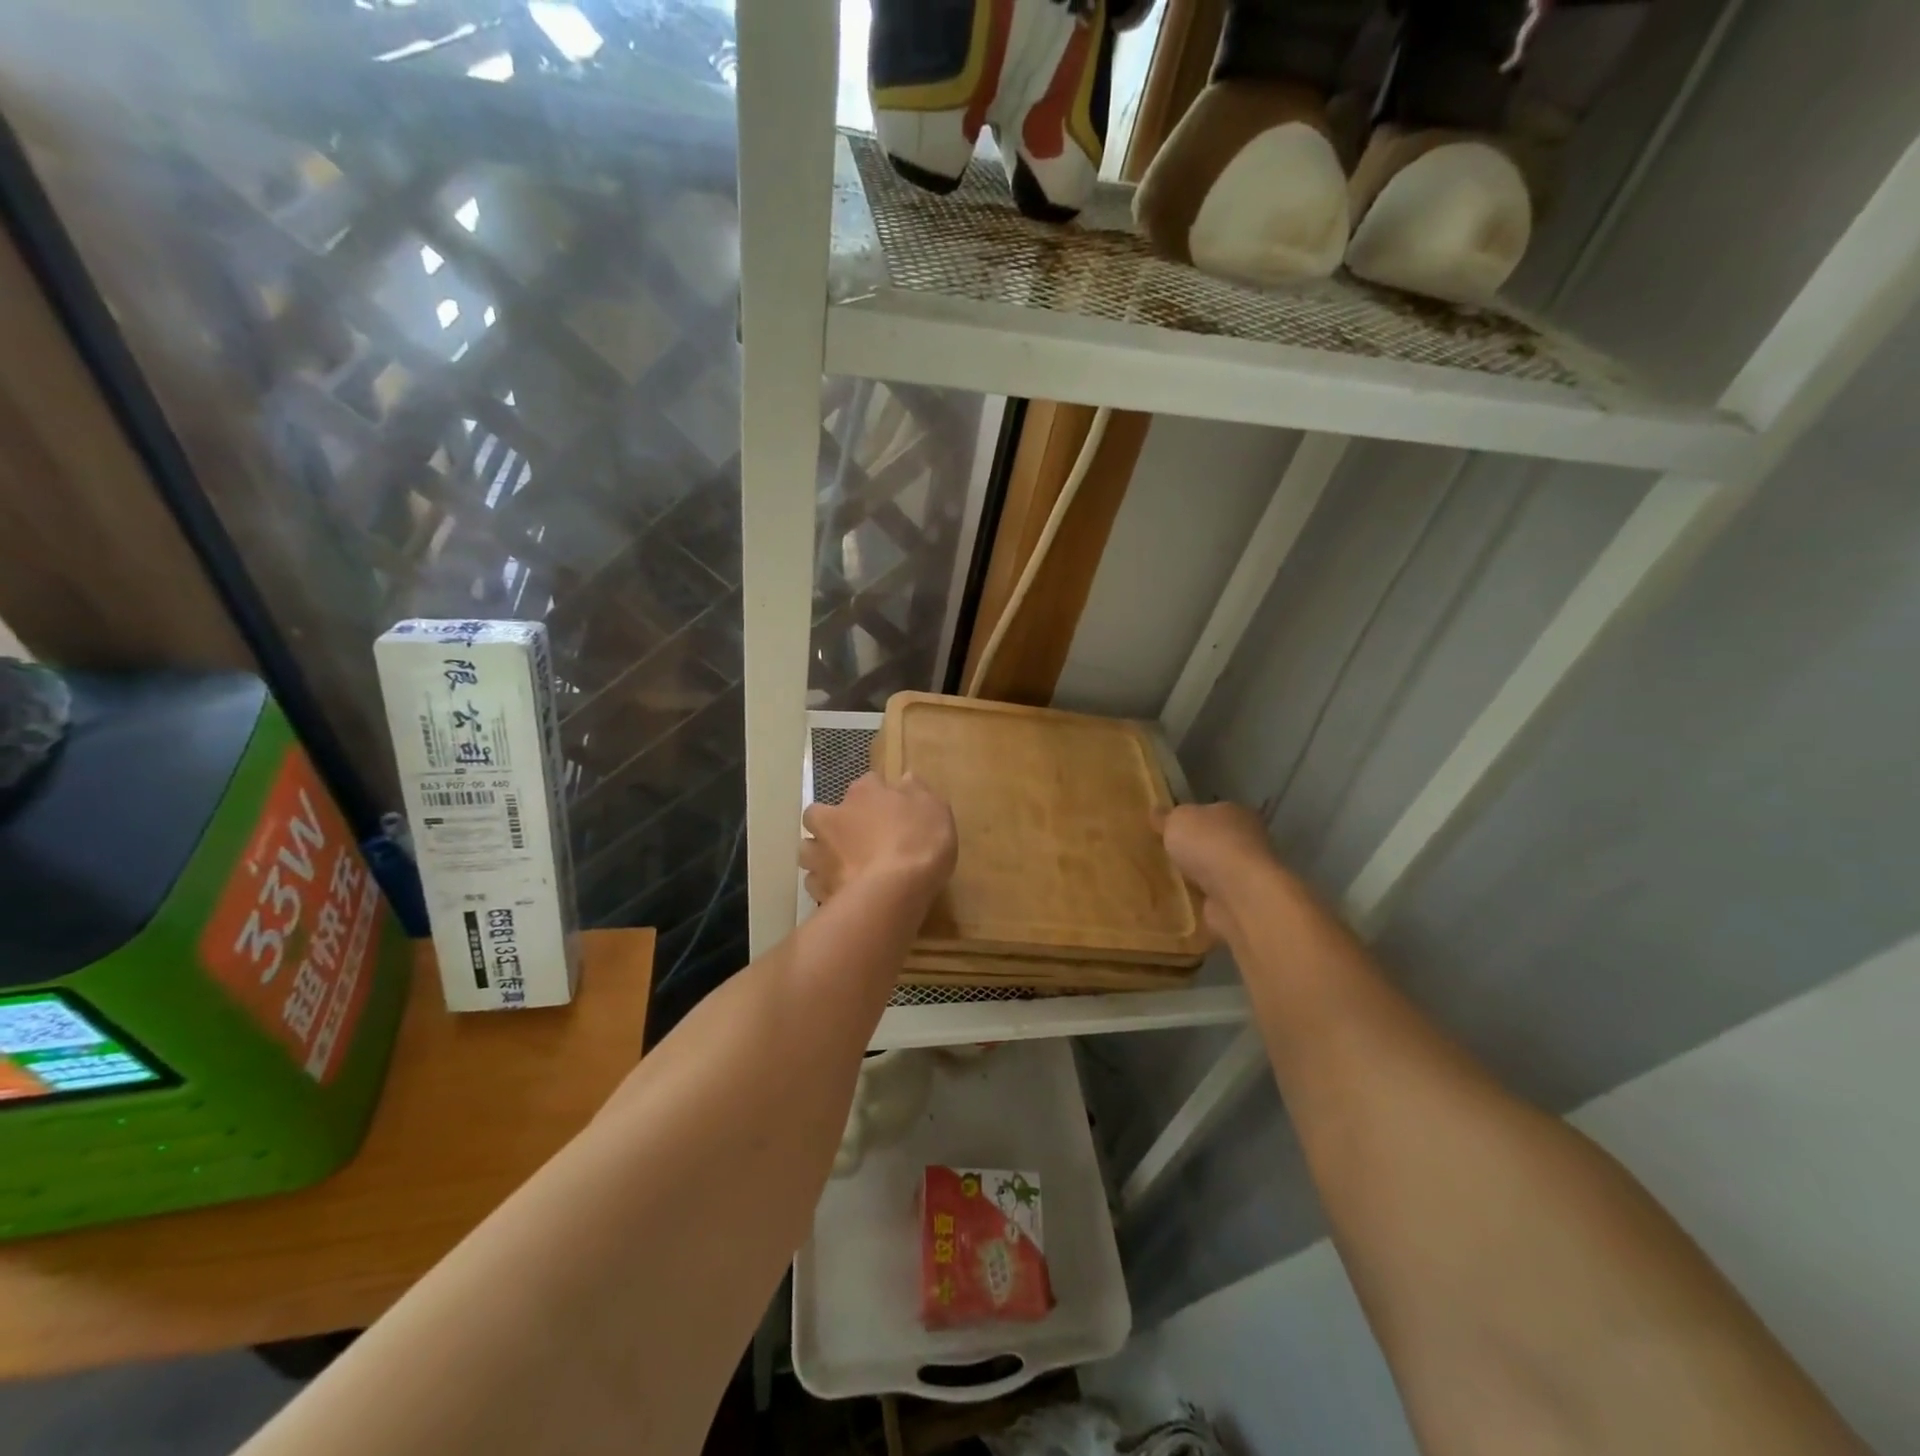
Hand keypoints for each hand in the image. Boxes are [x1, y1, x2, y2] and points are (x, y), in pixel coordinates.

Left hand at [800, 772, 957, 907]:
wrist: (892, 892)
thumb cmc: (918, 843)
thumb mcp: (935, 810)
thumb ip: (918, 793)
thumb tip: (906, 779)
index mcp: (864, 793)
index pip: (868, 782)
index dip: (879, 794)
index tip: (892, 807)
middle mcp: (835, 817)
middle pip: (819, 813)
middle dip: (829, 822)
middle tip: (851, 836)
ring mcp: (822, 854)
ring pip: (808, 848)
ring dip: (819, 853)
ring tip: (838, 865)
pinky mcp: (819, 887)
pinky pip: (815, 882)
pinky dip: (824, 884)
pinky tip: (840, 891)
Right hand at [1154, 801, 1278, 934]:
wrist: (1238, 894)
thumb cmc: (1210, 844)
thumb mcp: (1177, 820)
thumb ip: (1166, 817)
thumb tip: (1157, 812)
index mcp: (1235, 813)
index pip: (1210, 812)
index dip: (1189, 819)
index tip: (1166, 829)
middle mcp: (1247, 840)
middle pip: (1212, 842)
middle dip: (1191, 850)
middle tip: (1160, 855)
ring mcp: (1245, 874)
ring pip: (1212, 871)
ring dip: (1195, 877)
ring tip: (1164, 881)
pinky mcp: (1240, 902)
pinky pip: (1211, 898)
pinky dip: (1198, 900)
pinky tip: (1177, 902)